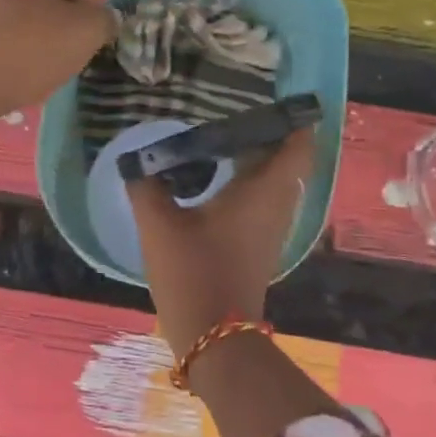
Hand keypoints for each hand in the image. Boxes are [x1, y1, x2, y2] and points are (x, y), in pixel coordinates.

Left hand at [0, 0, 112, 125]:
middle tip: (75, 48)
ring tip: (45, 63)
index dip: (94, 2)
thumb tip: (103, 18)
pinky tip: (13, 69)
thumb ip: (103, 20)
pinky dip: (9, 43)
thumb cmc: (24, 50)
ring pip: (17, 8)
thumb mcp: (83, 33)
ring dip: (36, 31)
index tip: (99, 32)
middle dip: (64, 16)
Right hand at [127, 128, 314, 355]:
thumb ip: (146, 186)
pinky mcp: (258, 246)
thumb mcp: (158, 224)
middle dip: (269, 135)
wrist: (213, 336)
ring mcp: (271, 229)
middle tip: (237, 113)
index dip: (294, 120)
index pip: (297, 146)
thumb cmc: (192, 272)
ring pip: (275, 183)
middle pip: (287, 162)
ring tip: (224, 140)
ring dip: (259, 161)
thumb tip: (138, 162)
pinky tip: (216, 180)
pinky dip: (249, 184)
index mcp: (262, 192)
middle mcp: (276, 206)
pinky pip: (263, 202)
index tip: (277, 100)